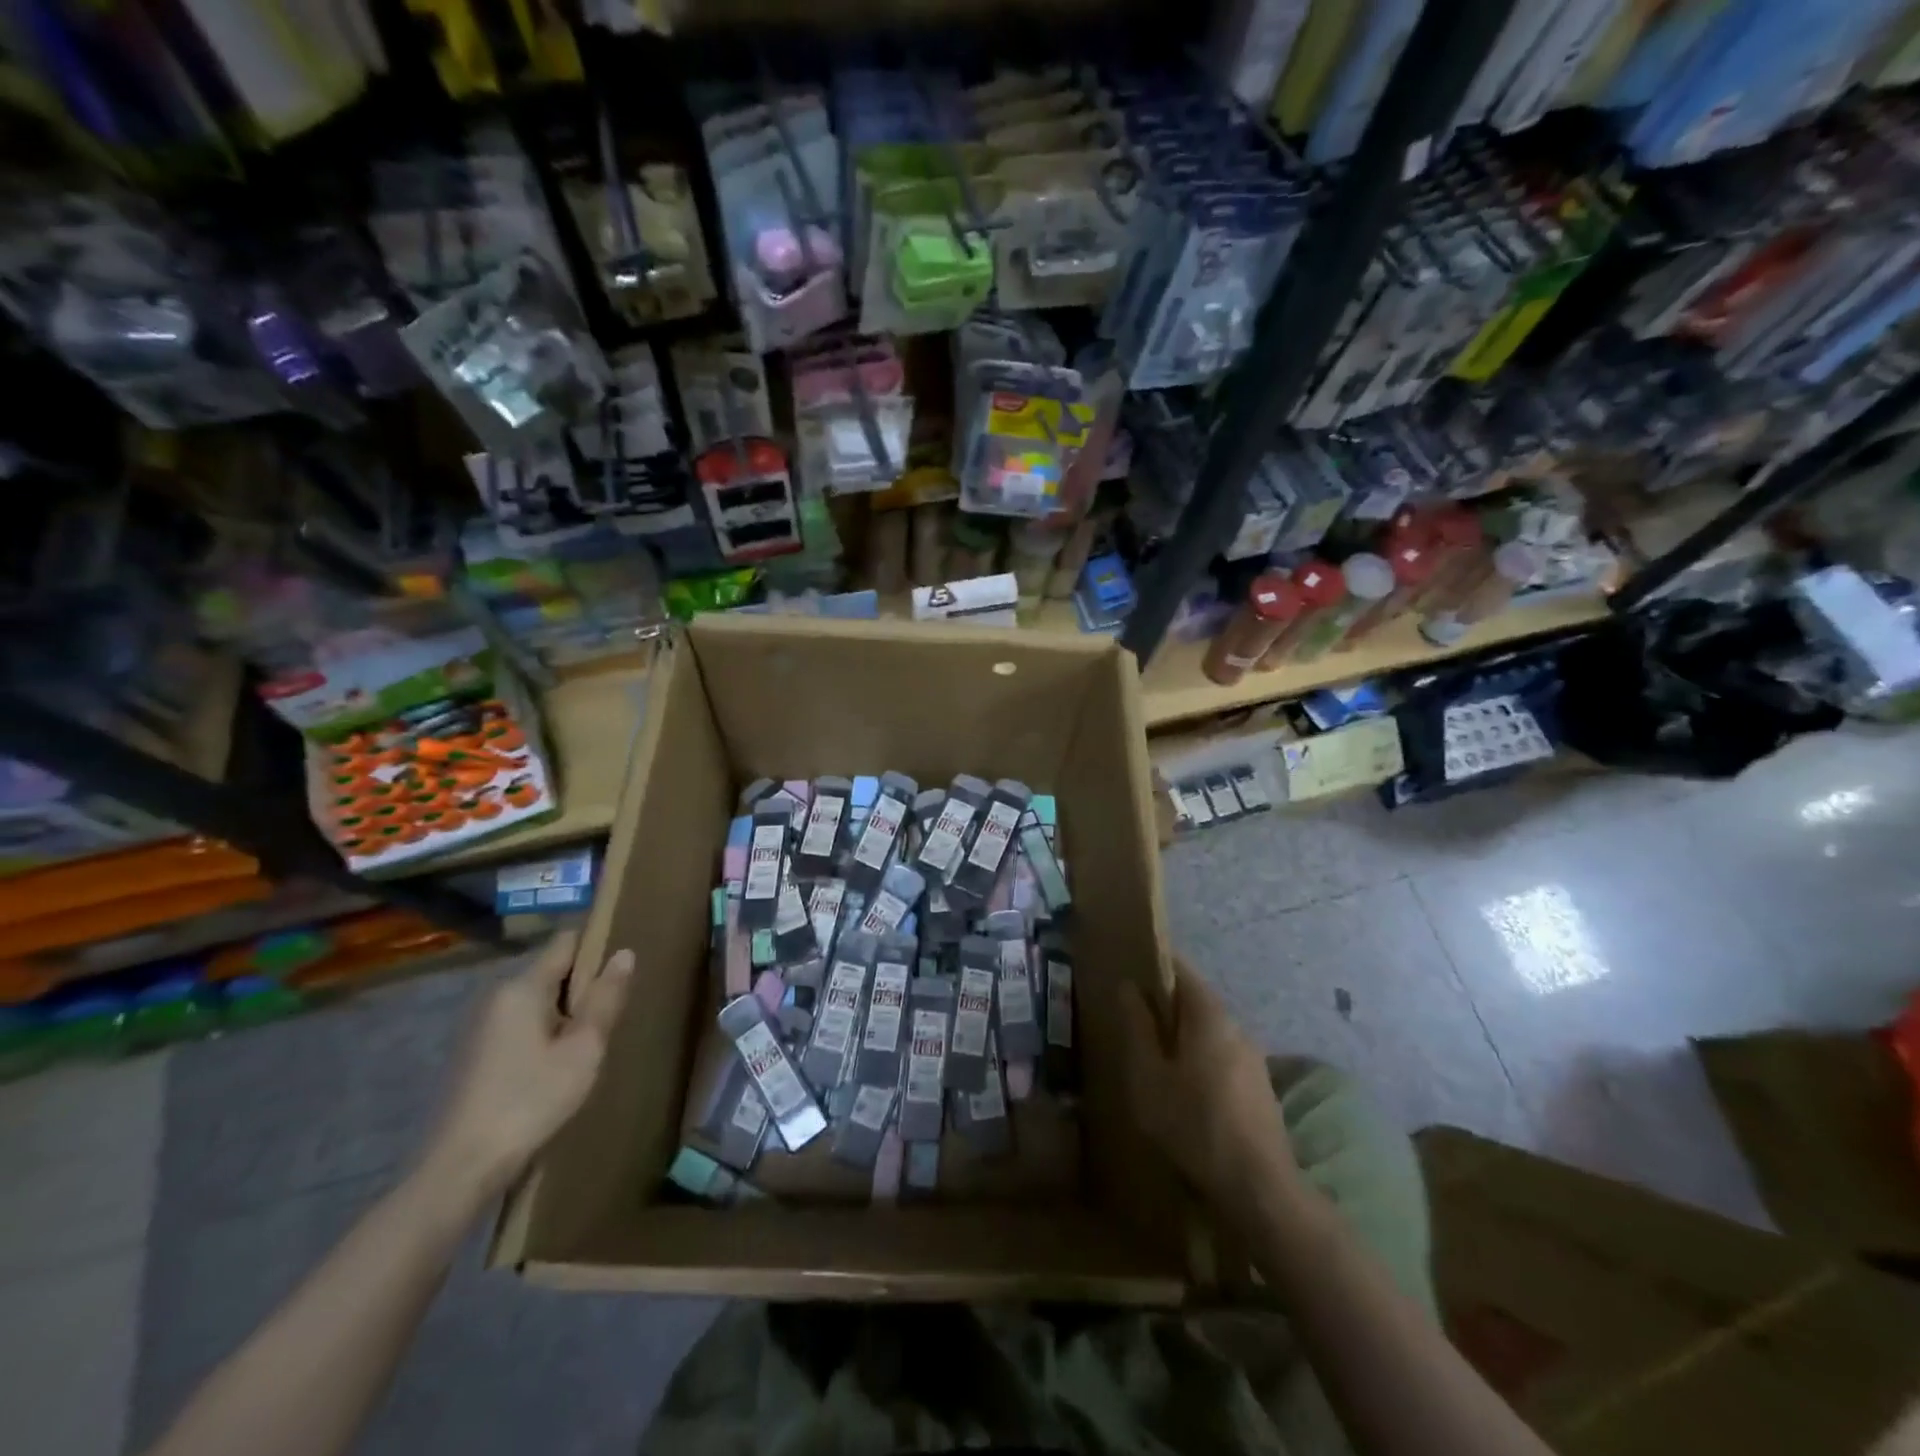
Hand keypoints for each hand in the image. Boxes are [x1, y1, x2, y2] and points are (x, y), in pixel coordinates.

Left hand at [421, 931, 633, 1202]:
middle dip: (583, 987)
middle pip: (551, 971)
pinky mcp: (474, 1054)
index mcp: (523, 988)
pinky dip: (543, 1034)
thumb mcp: (583, 1050)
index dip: (596, 948)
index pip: (566, 942)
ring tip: (588, 1045)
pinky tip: (556, 1067)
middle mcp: (497, 996)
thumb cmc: (530, 1102)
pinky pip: (520, 1025)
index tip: (621, 970)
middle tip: (610, 1018)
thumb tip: (624, 953)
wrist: (459, 1170)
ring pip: (536, 1001)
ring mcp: (481, 1026)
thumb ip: (606, 999)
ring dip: (564, 1014)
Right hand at [1118, 957, 1301, 1214]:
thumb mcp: (1149, 1077)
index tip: (1127, 971)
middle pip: (1195, 999)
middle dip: (1164, 1004)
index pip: (1180, 968)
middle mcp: (1236, 1026)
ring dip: (1181, 1035)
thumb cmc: (1194, 1125)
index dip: (1153, 965)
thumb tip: (1129, 986)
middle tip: (1131, 1020)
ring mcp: (1253, 1056)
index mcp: (1209, 1015)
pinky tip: (1183, 1088)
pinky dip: (1198, 1057)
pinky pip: (1221, 1054)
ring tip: (1153, 1057)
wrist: (1260, 1189)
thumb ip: (1138, 1027)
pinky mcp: (1259, 1085)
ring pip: (1208, 1030)